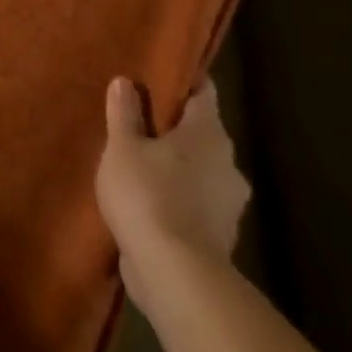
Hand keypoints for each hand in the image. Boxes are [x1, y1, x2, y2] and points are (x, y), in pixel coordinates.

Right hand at [94, 77, 249, 301]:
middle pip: (201, 133)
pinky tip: (150, 204)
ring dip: (177, 168)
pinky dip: (178, 200)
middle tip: (140, 123)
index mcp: (208, 133)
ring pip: (201, 171)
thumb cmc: (148, 194)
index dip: (183, 81)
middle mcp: (228, 163)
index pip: (203, 92)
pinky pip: (197, 204)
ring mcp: (228, 203)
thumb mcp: (122, 147)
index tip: (160, 76)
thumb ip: (125, 113)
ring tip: (141, 166)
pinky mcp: (220, 237)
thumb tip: (126, 82)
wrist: (176, 275)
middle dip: (174, 129)